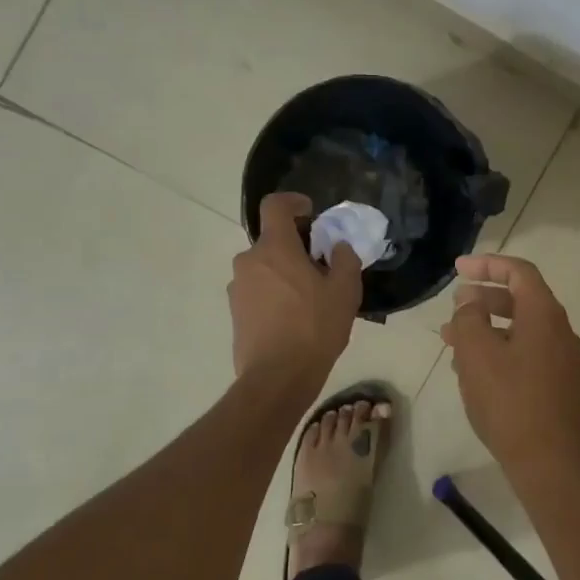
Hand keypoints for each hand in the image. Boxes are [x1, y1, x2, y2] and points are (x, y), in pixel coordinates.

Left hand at [229, 193, 362, 383]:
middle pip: (272, 241)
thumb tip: (338, 247)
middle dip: (295, 247)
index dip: (293, 202)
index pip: (275, 205)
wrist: (277, 378)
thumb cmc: (314, 328)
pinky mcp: (235, 313)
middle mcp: (249, 261)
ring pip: (264, 268)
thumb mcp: (344, 292)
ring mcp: (238, 288)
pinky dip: (274, 294)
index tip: (310, 213)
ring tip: (309, 299)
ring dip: (284, 273)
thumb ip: (344, 260)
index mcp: (275, 247)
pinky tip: (293, 319)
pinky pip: (257, 291)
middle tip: (320, 268)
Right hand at [441, 254, 579, 482]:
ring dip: (487, 328)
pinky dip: (499, 351)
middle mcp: (559, 332)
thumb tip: (470, 303)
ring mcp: (562, 361)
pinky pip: (525, 354)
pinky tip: (472, 371)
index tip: (458, 269)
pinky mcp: (558, 386)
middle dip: (483, 298)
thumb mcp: (477, 353)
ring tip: (452, 341)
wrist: (550, 463)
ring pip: (520, 330)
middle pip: (520, 300)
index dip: (487, 264)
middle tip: (453, 306)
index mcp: (544, 315)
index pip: (519, 272)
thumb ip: (469, 318)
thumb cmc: (510, 402)